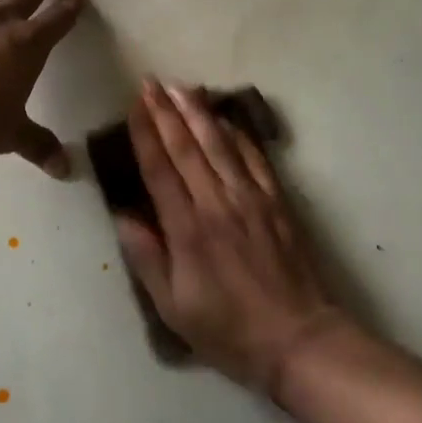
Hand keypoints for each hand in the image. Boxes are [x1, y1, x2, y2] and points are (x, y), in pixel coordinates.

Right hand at [115, 81, 343, 392]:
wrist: (299, 339)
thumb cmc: (228, 330)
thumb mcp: (173, 308)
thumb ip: (146, 258)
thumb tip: (123, 214)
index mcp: (187, 230)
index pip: (160, 169)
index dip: (146, 133)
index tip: (135, 105)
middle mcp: (217, 204)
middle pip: (187, 147)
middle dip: (166, 111)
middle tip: (151, 82)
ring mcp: (251, 199)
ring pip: (220, 144)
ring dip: (198, 112)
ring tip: (181, 87)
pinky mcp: (276, 202)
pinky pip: (254, 157)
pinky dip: (237, 133)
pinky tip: (225, 118)